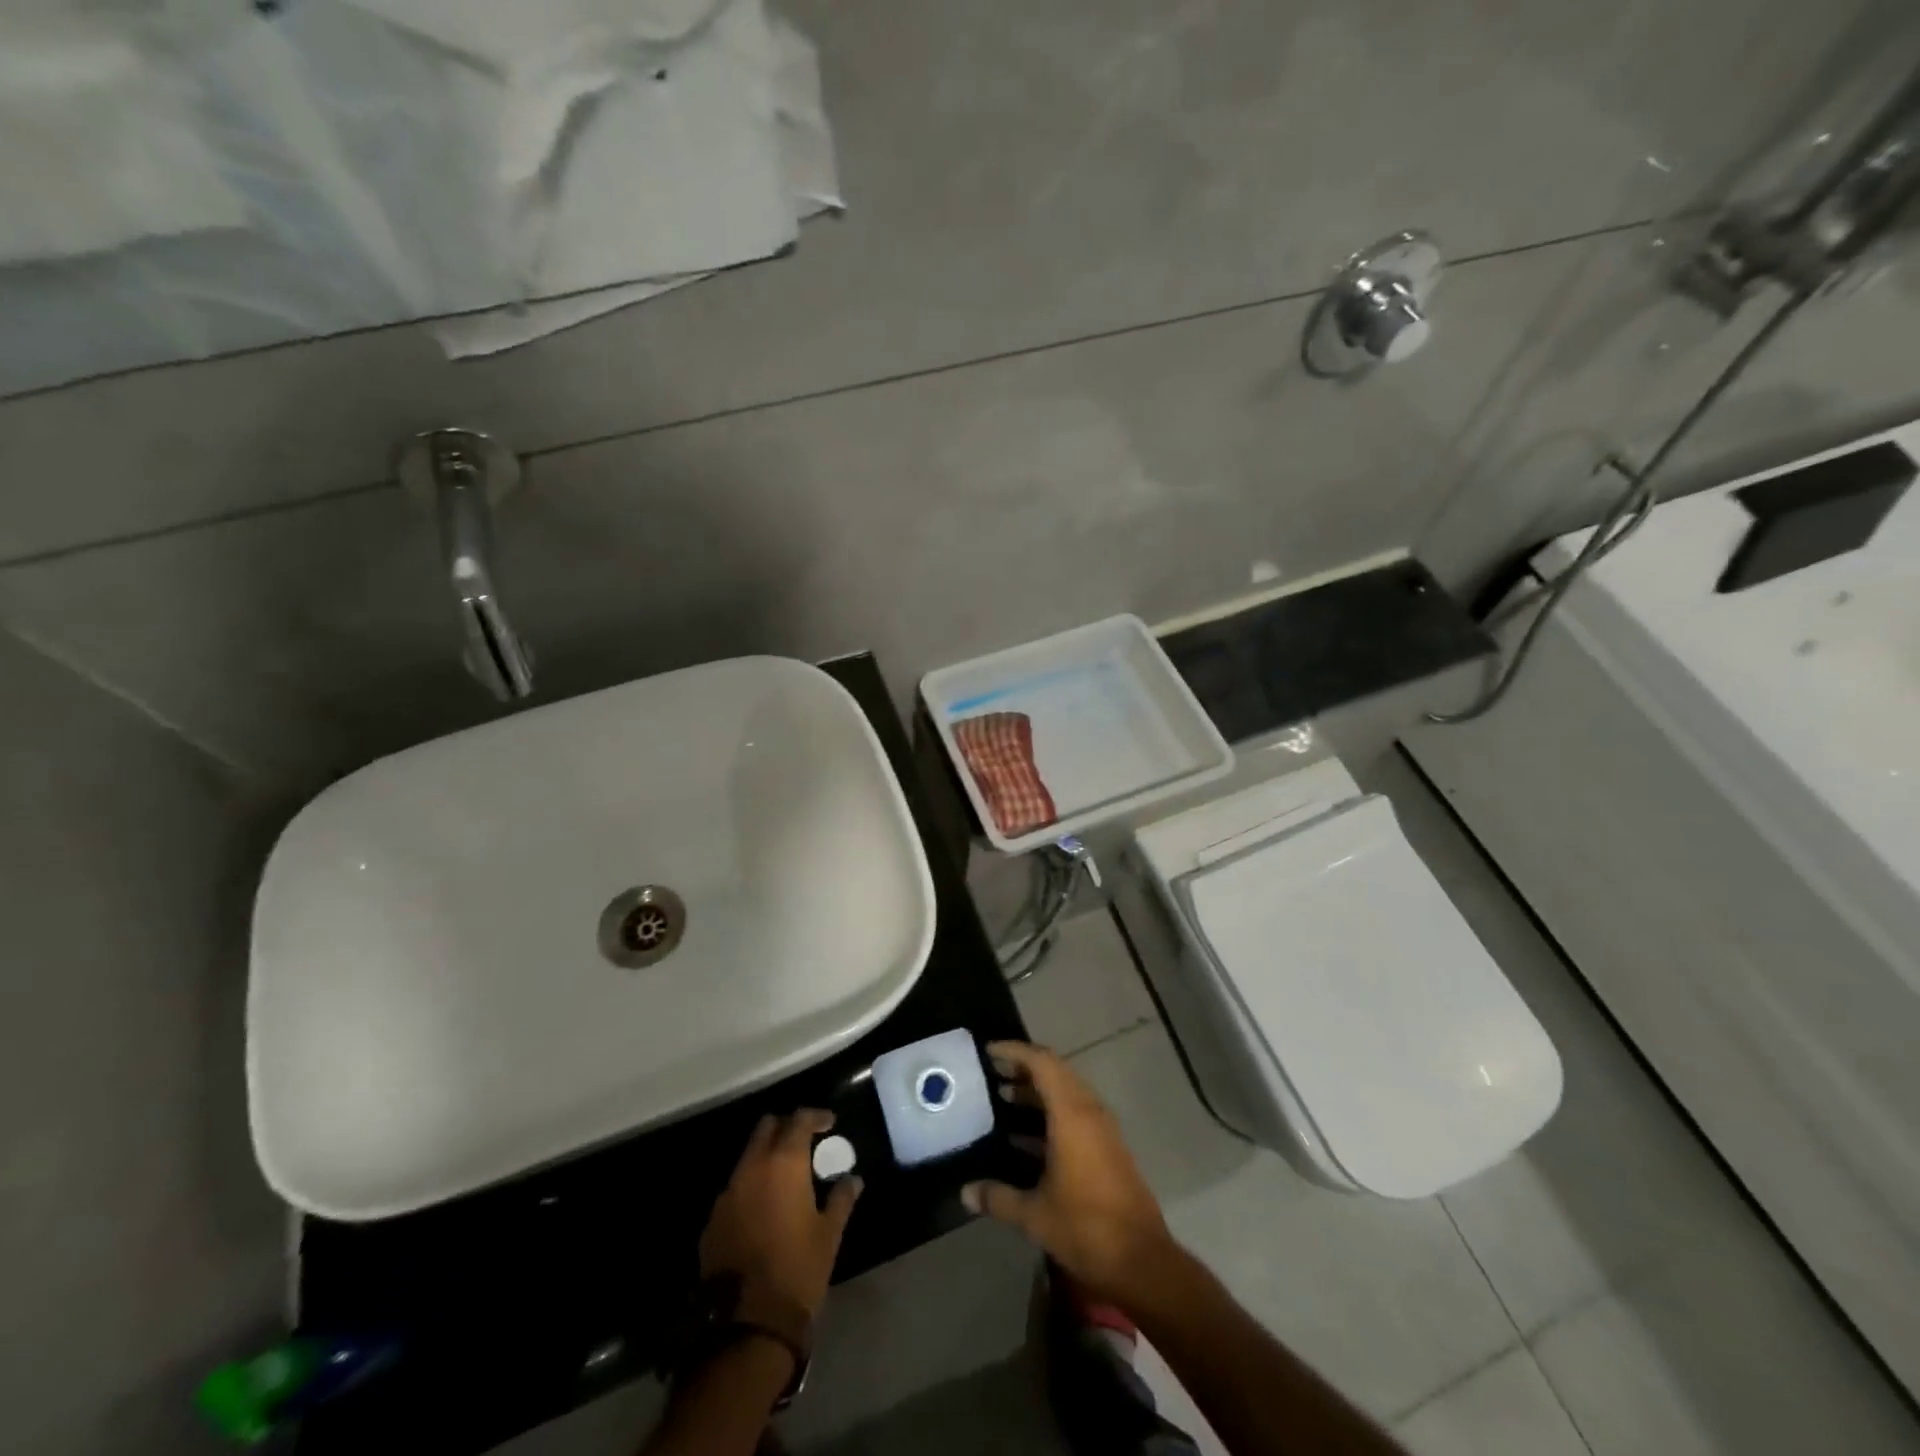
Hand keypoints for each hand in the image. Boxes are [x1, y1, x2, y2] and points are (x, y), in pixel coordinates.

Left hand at [701, 1109, 860, 1321]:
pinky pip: (735, 1190)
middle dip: (786, 1128)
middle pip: (766, 1128)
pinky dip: (751, 1188)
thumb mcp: (829, 1234)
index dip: (816, 1116)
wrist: (748, 1325)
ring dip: (766, 1158)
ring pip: (747, 1157)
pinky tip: (763, 1210)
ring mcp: (727, 1194)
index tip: (829, 1123)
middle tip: (805, 1143)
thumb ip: (841, 1199)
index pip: (799, 1119)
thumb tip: (852, 1179)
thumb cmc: (798, 1270)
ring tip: (785, 1177)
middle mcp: (751, 1168)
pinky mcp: (712, 1221)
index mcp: (783, 1163)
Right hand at [961, 1041, 1177, 1309]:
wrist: (1142, 1262)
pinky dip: (1050, 1113)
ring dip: (1037, 1091)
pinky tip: (1025, 1136)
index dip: (1015, 1051)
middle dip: (1024, 1068)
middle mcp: (1089, 1112)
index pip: (1042, 1062)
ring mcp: (1102, 1130)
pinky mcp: (1108, 1148)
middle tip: (993, 1073)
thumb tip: (965, 1192)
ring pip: (1067, 1093)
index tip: (988, 1052)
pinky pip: (1076, 1114)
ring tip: (1003, 1098)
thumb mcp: (1034, 1215)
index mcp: (1071, 1114)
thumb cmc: (1086, 1228)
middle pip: (1055, 1072)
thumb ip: (998, 1197)